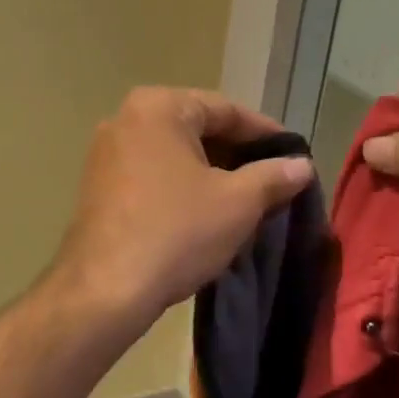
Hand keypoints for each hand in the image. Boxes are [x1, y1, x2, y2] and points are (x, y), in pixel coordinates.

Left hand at [54, 87, 313, 326]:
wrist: (105, 289)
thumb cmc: (177, 233)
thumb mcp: (238, 203)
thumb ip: (274, 176)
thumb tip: (301, 165)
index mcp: (158, 107)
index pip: (226, 110)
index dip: (266, 134)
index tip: (295, 157)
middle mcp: (125, 120)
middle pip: (197, 130)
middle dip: (238, 156)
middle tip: (274, 183)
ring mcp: (105, 154)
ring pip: (174, 156)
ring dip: (212, 175)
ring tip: (247, 203)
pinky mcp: (97, 187)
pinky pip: (152, 176)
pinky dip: (182, 189)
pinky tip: (206, 216)